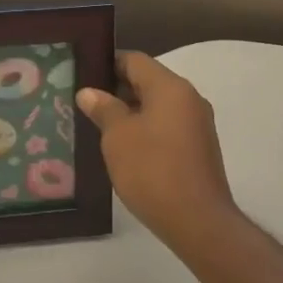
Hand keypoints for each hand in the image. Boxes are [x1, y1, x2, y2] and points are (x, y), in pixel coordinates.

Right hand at [78, 52, 240, 253]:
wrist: (198, 221)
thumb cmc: (152, 170)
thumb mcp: (118, 137)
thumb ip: (104, 109)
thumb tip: (89, 92)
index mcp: (170, 87)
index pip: (134, 60)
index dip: (107, 64)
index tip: (83, 76)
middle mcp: (189, 98)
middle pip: (148, 81)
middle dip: (117, 90)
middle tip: (85, 104)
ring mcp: (198, 124)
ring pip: (158, 106)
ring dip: (131, 112)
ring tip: (99, 127)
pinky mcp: (200, 148)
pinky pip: (168, 127)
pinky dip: (147, 130)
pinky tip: (125, 150)